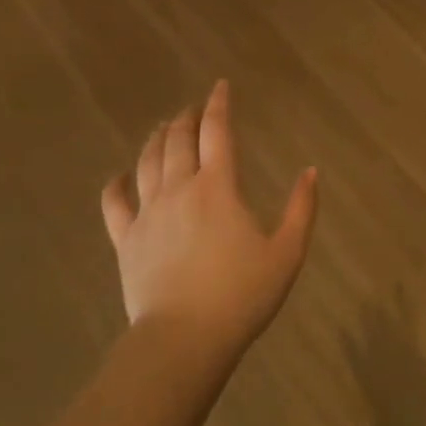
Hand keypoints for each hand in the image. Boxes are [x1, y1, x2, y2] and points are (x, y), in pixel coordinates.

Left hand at [102, 81, 318, 354]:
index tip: (220, 86)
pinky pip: (115, 202)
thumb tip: (311, 171)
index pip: (217, 131)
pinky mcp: (126, 239)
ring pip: (147, 162)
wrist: (184, 339)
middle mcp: (179, 189)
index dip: (219, 104)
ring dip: (157, 139)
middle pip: (178, 140)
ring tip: (164, 128)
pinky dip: (116, 183)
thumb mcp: (287, 253)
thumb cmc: (242, 295)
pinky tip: (120, 175)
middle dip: (187, 117)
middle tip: (193, 108)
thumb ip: (302, 209)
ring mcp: (148, 213)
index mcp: (218, 187)